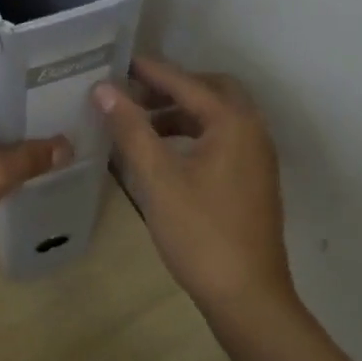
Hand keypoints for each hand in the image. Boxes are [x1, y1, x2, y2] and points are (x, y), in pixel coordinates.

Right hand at [93, 56, 293, 316]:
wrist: (248, 298)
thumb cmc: (201, 234)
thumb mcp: (159, 179)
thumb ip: (131, 129)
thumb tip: (104, 89)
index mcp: (233, 123)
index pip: (186, 83)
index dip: (150, 72)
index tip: (119, 62)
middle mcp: (252, 131)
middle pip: (211, 90)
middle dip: (173, 87)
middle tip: (135, 94)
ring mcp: (257, 157)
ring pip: (218, 116)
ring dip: (182, 111)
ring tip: (142, 123)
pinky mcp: (253, 179)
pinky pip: (223, 138)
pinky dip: (194, 133)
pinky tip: (166, 153)